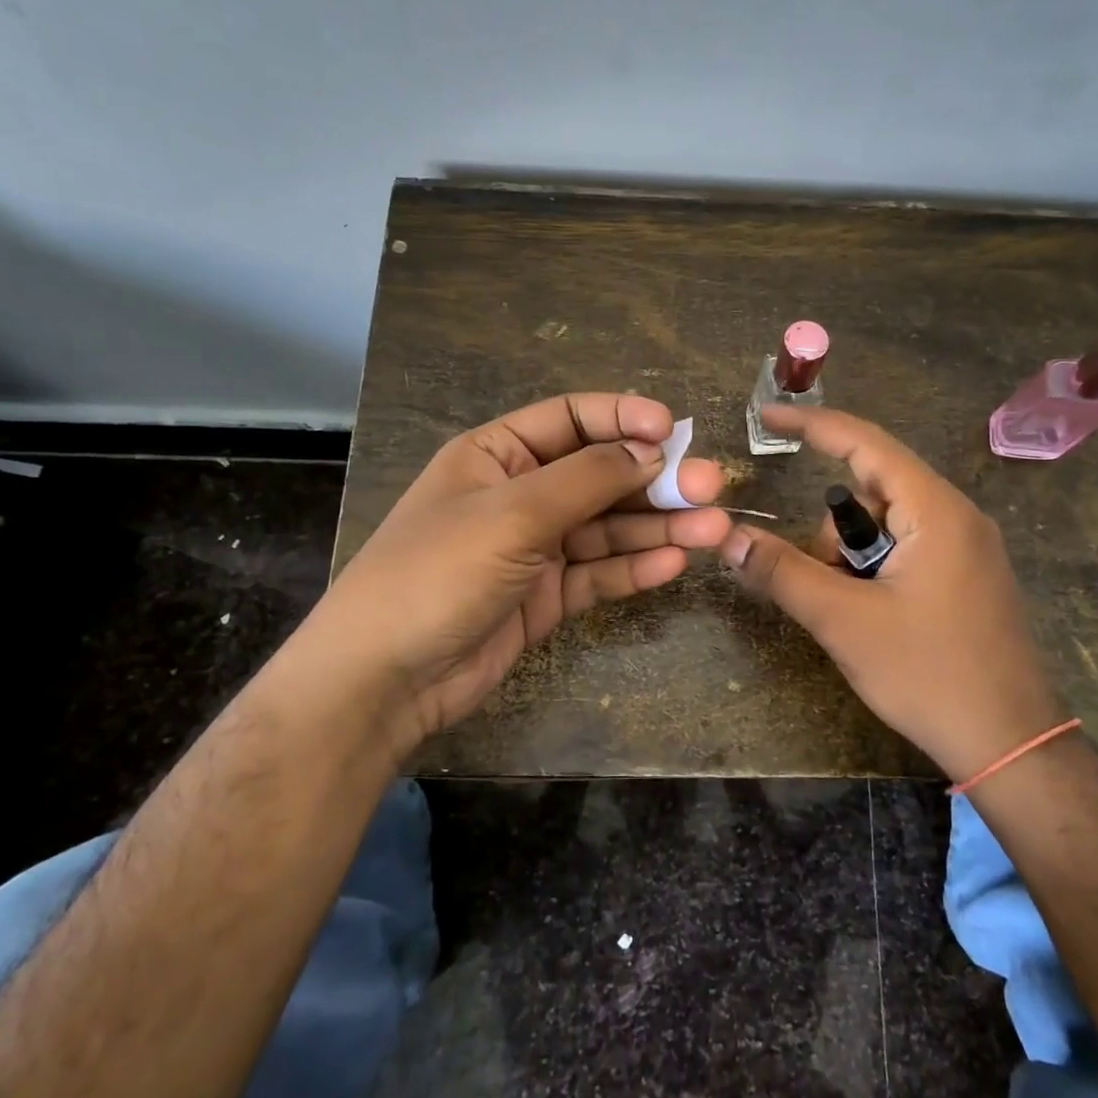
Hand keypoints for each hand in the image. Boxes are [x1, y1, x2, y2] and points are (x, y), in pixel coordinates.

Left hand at [281, 394, 729, 752]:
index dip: (624, 418)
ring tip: (712, 529)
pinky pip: (599, 574)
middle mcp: (520, 495)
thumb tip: (651, 450)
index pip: (571, 419)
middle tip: (711, 487)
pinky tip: (674, 564)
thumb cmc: (437, 572)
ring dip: (658, 526)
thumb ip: (587, 479)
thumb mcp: (513, 513)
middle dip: (655, 479)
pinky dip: (634, 568)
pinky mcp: (547, 596)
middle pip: (600, 475)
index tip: (673, 430)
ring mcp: (535, 548)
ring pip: (608, 528)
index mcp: (497, 455)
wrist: (385, 680)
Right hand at [719, 405, 1059, 780]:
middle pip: (872, 492)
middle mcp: (958, 516)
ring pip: (887, 526)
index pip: (865, 443)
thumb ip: (783, 573)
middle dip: (834, 533)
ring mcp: (969, 548)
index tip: (766, 418)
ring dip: (854, 558)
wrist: (1011, 744)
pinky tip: (878, 617)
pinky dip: (878, 570)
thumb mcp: (844, 621)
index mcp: (936, 510)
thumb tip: (730, 537)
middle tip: (826, 587)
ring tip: (857, 614)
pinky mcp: (969, 577)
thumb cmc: (928, 674)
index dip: (812, 424)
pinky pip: (909, 549)